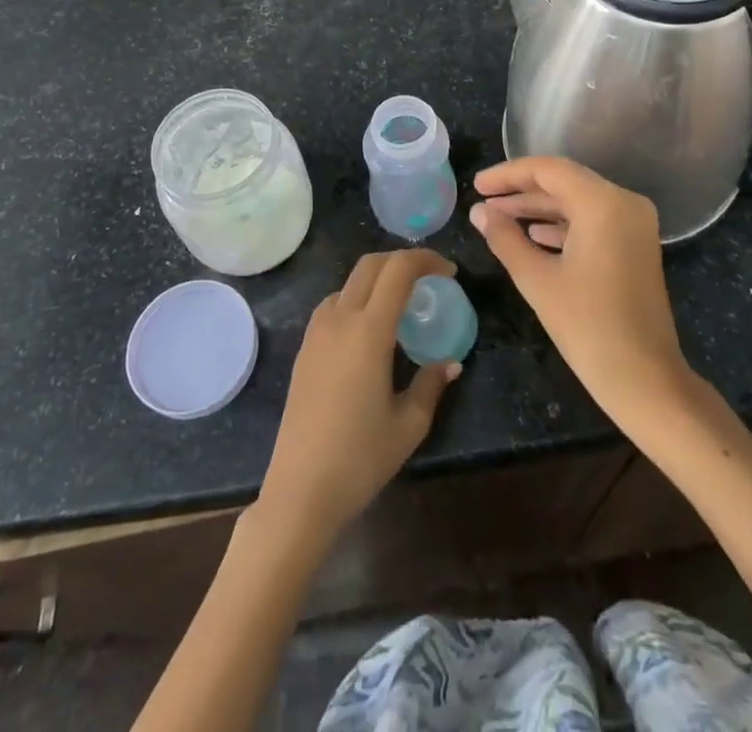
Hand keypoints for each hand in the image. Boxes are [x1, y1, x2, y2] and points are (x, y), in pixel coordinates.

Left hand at [256, 249, 460, 547]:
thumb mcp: (409, 424)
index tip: (450, 273)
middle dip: (403, 260)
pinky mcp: (304, 349)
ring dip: (378, 278)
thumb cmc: (360, 458)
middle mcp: (339, 320)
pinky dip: (357, 298)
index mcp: (368, 331)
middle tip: (430, 278)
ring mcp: (316, 333)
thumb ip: (431, 384)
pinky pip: (333, 304)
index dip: (426, 260)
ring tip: (402, 303)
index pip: (398, 270)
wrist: (300, 490)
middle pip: (371, 265)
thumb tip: (451, 363)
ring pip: (349, 282)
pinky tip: (370, 329)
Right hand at [469, 157, 690, 429]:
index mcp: (603, 203)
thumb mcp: (537, 279)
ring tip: (499, 219)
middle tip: (483, 201)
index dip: (508, 175)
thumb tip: (479, 212)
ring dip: (539, 208)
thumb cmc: (588, 327)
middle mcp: (624, 202)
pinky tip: (534, 236)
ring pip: (578, 201)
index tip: (477, 186)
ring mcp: (635, 224)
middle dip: (521, 191)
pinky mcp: (636, 245)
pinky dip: (562, 224)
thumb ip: (505, 238)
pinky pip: (593, 220)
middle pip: (565, 182)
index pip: (548, 170)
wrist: (645, 379)